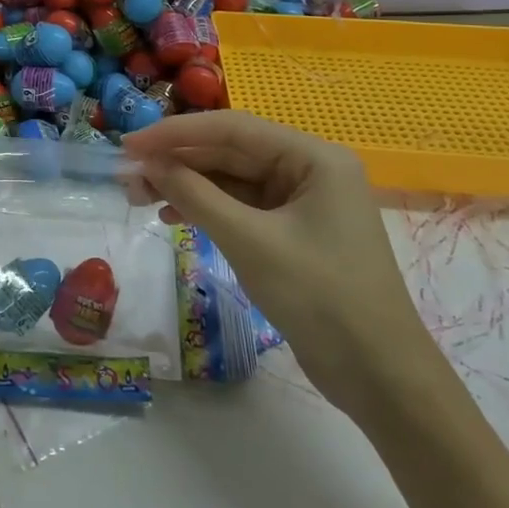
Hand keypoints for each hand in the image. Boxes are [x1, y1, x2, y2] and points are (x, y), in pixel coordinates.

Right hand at [124, 111, 431, 414]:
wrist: (380, 379)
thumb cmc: (321, 298)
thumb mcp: (250, 241)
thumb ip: (195, 195)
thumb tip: (148, 164)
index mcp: (313, 157)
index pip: (232, 128)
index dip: (176, 132)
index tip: (129, 145)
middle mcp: (308, 169)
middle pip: (230, 152)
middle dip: (178, 162)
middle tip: (128, 177)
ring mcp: (300, 202)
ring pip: (231, 180)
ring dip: (186, 186)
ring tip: (140, 197)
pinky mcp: (291, 232)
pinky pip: (240, 207)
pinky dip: (206, 210)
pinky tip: (172, 216)